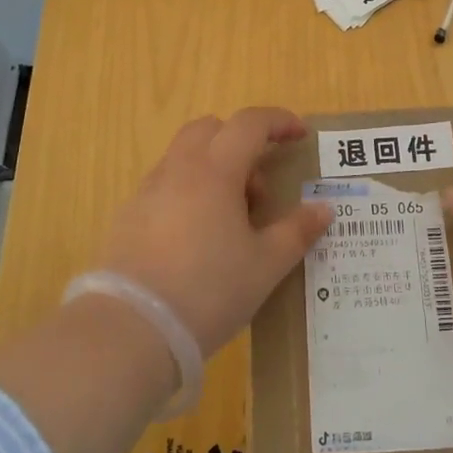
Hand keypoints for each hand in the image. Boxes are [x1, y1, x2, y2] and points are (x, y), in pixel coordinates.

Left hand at [99, 107, 332, 357]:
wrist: (131, 330)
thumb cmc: (209, 290)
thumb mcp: (265, 265)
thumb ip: (297, 231)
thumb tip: (323, 209)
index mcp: (215, 170)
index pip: (250, 123)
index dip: (279, 122)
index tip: (300, 135)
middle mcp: (179, 169)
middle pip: (211, 129)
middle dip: (241, 143)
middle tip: (260, 189)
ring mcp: (148, 191)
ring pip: (185, 157)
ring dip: (215, 169)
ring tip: (231, 221)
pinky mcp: (128, 216)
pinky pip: (166, 185)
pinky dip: (189, 192)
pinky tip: (198, 239)